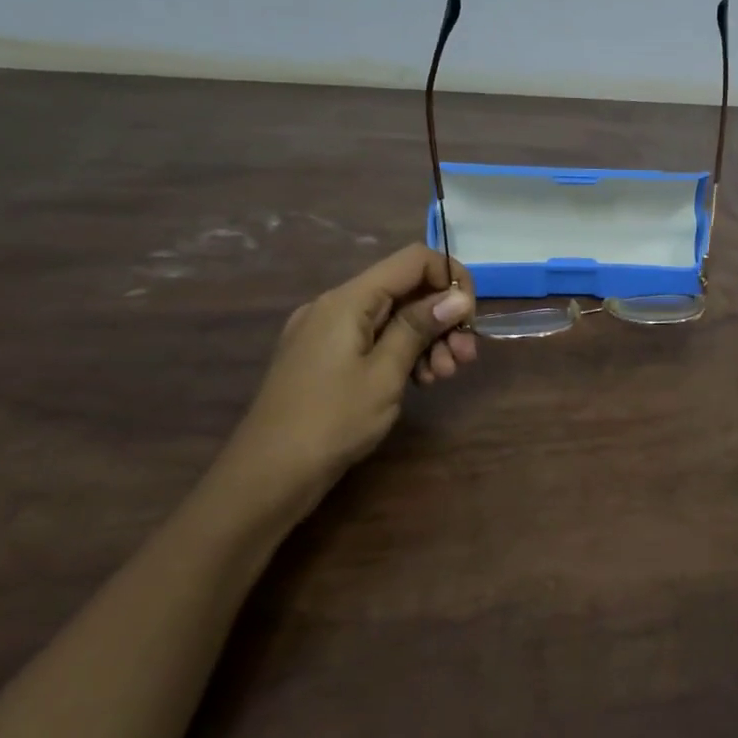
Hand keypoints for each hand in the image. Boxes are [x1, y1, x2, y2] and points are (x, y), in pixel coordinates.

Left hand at [210, 244, 476, 515]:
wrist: (267, 476)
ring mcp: (327, 332)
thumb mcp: (385, 373)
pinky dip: (403, 353)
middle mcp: (336, 305)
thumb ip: (420, 327)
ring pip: (393, 318)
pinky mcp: (325, 357)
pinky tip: (421, 381)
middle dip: (443, 318)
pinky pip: (375, 339)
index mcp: (348, 300)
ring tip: (444, 376)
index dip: (450, 277)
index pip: (414, 260)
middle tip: (465, 358)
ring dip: (428, 340)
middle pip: (406, 290)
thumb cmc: (331, 421)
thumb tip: (458, 297)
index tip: (469, 317)